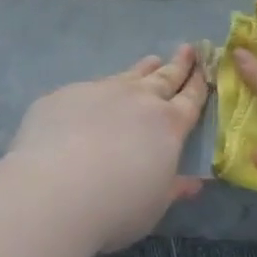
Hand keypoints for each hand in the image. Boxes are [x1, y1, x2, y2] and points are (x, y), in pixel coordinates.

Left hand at [6, 45, 208, 253]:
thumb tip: (193, 183)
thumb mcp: (154, 205)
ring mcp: (100, 91)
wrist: (53, 191)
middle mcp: (138, 100)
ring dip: (144, 69)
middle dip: (178, 64)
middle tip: (188, 49)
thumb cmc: (116, 207)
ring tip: (152, 61)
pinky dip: (100, 91)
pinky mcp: (66, 95)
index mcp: (168, 125)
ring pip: (129, 75)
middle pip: (164, 78)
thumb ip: (173, 188)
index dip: (198, 84)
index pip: (190, 99)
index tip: (203, 67)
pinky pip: (89, 88)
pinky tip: (93, 98)